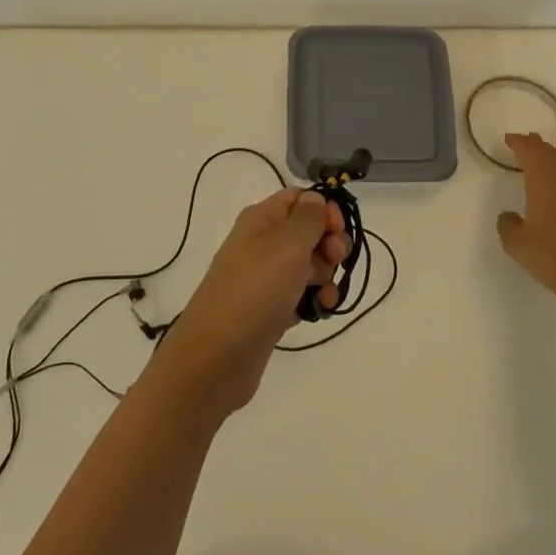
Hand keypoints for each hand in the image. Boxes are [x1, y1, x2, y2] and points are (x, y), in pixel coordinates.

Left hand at [155, 189, 350, 416]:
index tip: (338, 232)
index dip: (324, 209)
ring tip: (323, 295)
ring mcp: (265, 278)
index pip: (299, 198)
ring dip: (325, 276)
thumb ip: (308, 218)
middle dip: (329, 245)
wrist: (217, 356)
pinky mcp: (269, 309)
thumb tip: (315, 199)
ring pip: (308, 265)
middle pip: (308, 231)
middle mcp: (262, 243)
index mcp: (261, 219)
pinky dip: (313, 300)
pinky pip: (300, 295)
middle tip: (334, 262)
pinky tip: (318, 311)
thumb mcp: (287, 245)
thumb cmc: (255, 290)